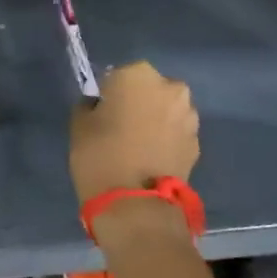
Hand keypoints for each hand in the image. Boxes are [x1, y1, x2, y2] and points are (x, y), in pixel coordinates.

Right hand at [69, 61, 199, 203]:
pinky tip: (149, 157)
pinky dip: (165, 139)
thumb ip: (91, 106)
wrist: (135, 203)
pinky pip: (175, 132)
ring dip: (154, 119)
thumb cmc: (99, 154)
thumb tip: (101, 106)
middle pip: (148, 88)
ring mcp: (189, 115)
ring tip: (135, 144)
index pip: (118, 74)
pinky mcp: (197, 142)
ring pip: (165, 109)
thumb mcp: (79, 124)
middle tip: (119, 125)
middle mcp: (170, 87)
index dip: (108, 92)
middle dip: (137, 102)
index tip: (101, 111)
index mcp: (137, 75)